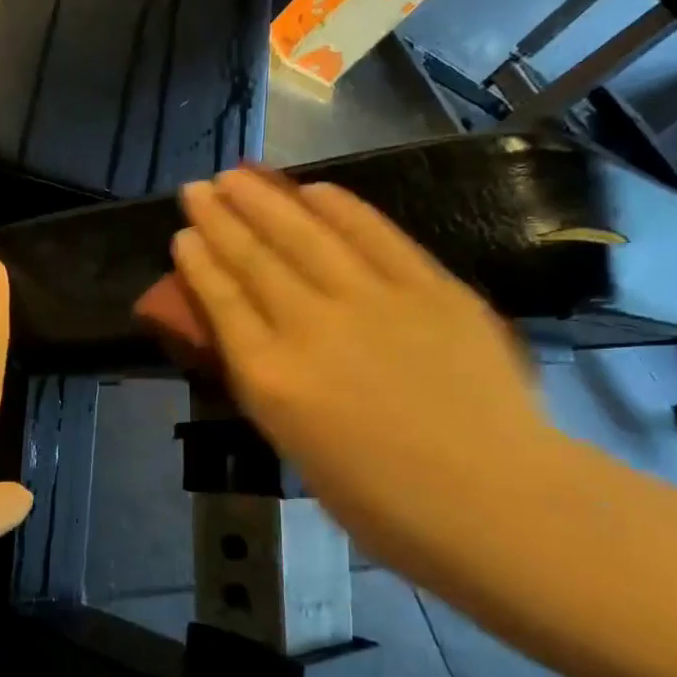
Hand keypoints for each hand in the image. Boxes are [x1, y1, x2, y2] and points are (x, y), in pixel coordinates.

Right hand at [173, 169, 567, 569]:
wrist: (493, 501)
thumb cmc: (383, 503)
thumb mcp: (297, 448)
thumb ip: (272, 386)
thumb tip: (258, 341)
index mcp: (271, 378)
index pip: (221, 302)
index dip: (198, 262)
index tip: (183, 233)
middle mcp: (309, 326)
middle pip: (255, 258)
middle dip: (220, 218)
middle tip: (198, 187)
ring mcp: (371, 299)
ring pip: (306, 234)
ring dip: (266, 200)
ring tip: (237, 174)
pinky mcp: (428, 286)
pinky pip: (375, 235)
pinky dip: (341, 208)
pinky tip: (314, 188)